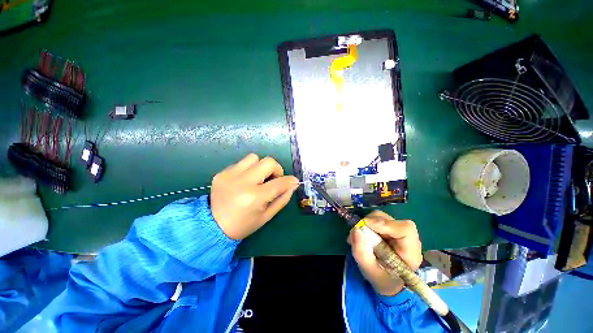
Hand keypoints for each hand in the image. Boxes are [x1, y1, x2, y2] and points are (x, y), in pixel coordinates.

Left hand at [210, 153, 298, 239]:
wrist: (212, 227)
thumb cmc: (244, 225)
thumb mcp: (267, 216)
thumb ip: (282, 198)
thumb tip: (293, 184)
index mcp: (255, 197)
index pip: (279, 182)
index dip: (290, 180)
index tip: (293, 181)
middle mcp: (242, 182)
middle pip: (268, 162)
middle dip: (276, 169)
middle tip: (273, 179)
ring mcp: (229, 175)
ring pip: (254, 157)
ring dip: (261, 166)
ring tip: (258, 179)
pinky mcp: (221, 173)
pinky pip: (241, 163)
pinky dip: (248, 170)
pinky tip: (244, 181)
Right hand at [348, 211, 422, 295]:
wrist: (388, 282)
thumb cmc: (381, 280)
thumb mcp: (369, 271)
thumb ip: (361, 252)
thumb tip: (356, 229)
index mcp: (410, 253)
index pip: (405, 229)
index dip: (384, 224)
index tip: (365, 226)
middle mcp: (407, 239)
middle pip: (390, 220)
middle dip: (370, 223)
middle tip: (357, 233)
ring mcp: (398, 232)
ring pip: (381, 217)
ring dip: (366, 224)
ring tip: (357, 237)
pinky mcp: (390, 228)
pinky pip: (376, 219)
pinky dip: (366, 224)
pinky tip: (361, 235)